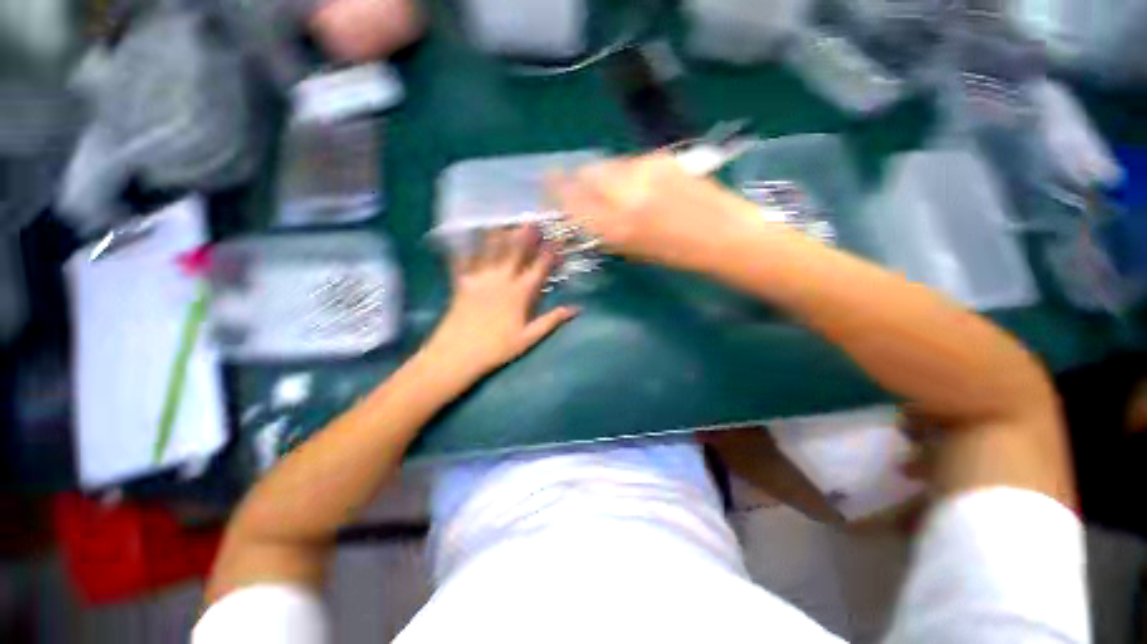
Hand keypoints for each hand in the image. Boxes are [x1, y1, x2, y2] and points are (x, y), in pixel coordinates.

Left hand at [421, 227, 578, 382]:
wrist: (457, 355)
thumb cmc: (496, 348)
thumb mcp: (528, 338)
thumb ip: (551, 321)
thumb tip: (576, 309)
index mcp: (519, 295)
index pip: (538, 269)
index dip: (549, 254)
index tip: (557, 240)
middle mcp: (500, 281)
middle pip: (514, 253)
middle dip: (524, 236)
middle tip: (530, 220)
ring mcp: (479, 280)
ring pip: (490, 252)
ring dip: (497, 235)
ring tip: (502, 220)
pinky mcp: (461, 284)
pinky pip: (462, 262)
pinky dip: (462, 248)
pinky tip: (461, 235)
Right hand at [548, 153, 759, 268]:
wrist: (725, 235)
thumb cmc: (677, 255)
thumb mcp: (633, 250)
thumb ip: (605, 229)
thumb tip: (586, 213)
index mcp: (616, 228)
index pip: (572, 200)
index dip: (557, 190)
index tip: (548, 184)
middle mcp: (625, 196)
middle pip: (587, 173)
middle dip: (578, 177)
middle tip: (579, 183)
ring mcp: (645, 173)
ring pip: (610, 165)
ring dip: (604, 174)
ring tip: (617, 188)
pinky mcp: (663, 158)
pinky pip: (632, 162)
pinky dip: (628, 171)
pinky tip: (641, 184)